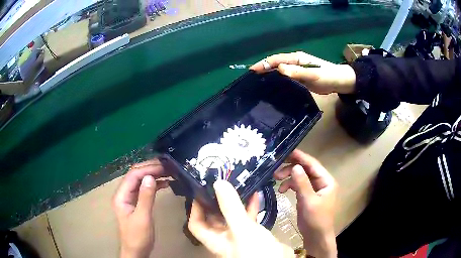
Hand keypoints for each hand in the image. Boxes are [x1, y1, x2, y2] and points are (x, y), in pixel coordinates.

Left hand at [113, 160, 169, 257]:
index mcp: (121, 196)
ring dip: (153, 175)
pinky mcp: (136, 203)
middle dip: (150, 169)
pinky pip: (144, 189)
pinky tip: (165, 183)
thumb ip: (145, 197)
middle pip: (136, 175)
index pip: (133, 175)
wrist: (136, 251)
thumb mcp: (143, 218)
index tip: (163, 167)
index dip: (147, 169)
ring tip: (168, 172)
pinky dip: (154, 184)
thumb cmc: (138, 236)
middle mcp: (124, 194)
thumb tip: (150, 177)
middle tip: (167, 167)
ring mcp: (129, 198)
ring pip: (141, 181)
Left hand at [188, 180, 294, 257]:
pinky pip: (248, 218)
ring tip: (237, 185)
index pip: (196, 224)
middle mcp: (224, 237)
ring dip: (234, 203)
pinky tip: (255, 195)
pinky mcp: (253, 234)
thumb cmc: (255, 251)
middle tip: (220, 183)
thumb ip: (231, 208)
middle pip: (214, 217)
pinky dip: (250, 207)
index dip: (195, 209)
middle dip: (217, 201)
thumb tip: (218, 184)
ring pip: (232, 216)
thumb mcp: (241, 229)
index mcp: (214, 239)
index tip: (200, 192)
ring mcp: (239, 235)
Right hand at [250, 51, 355, 94]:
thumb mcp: (314, 74)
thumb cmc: (328, 76)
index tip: (252, 71)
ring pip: (279, 71)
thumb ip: (298, 72)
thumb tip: (279, 69)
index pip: (276, 59)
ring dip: (269, 75)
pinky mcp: (299, 77)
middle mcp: (294, 62)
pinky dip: (277, 81)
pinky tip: (272, 88)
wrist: (339, 82)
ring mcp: (296, 70)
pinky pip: (285, 78)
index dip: (264, 64)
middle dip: (263, 69)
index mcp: (296, 58)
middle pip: (275, 64)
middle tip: (251, 79)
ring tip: (257, 84)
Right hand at [275, 150, 337, 257]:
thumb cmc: (316, 219)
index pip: (313, 165)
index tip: (286, 152)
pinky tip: (282, 190)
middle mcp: (321, 182)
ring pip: (300, 177)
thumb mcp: (309, 201)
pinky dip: (290, 185)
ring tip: (276, 180)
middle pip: (306, 169)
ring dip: (289, 177)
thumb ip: (302, 184)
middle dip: (291, 168)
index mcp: (326, 181)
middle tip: (276, 171)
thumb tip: (295, 166)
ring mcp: (314, 189)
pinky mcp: (307, 195)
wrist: (316, 236)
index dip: (300, 157)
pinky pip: (298, 185)